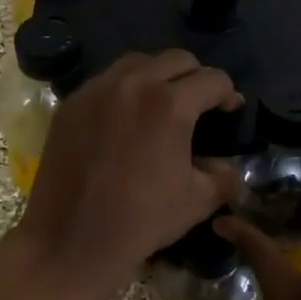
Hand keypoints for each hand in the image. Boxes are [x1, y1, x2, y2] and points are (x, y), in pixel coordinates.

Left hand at [11, 51, 242, 299]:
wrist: (70, 240)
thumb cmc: (140, 221)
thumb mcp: (198, 201)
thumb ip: (224, 175)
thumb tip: (226, 164)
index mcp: (170, 104)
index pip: (213, 79)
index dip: (229, 94)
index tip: (229, 112)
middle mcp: (133, 84)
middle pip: (177, 59)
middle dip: (196, 78)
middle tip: (198, 106)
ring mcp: (97, 90)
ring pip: (138, 62)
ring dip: (159, 76)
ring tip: (160, 105)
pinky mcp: (71, 104)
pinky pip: (106, 81)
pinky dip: (124, 90)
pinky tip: (125, 119)